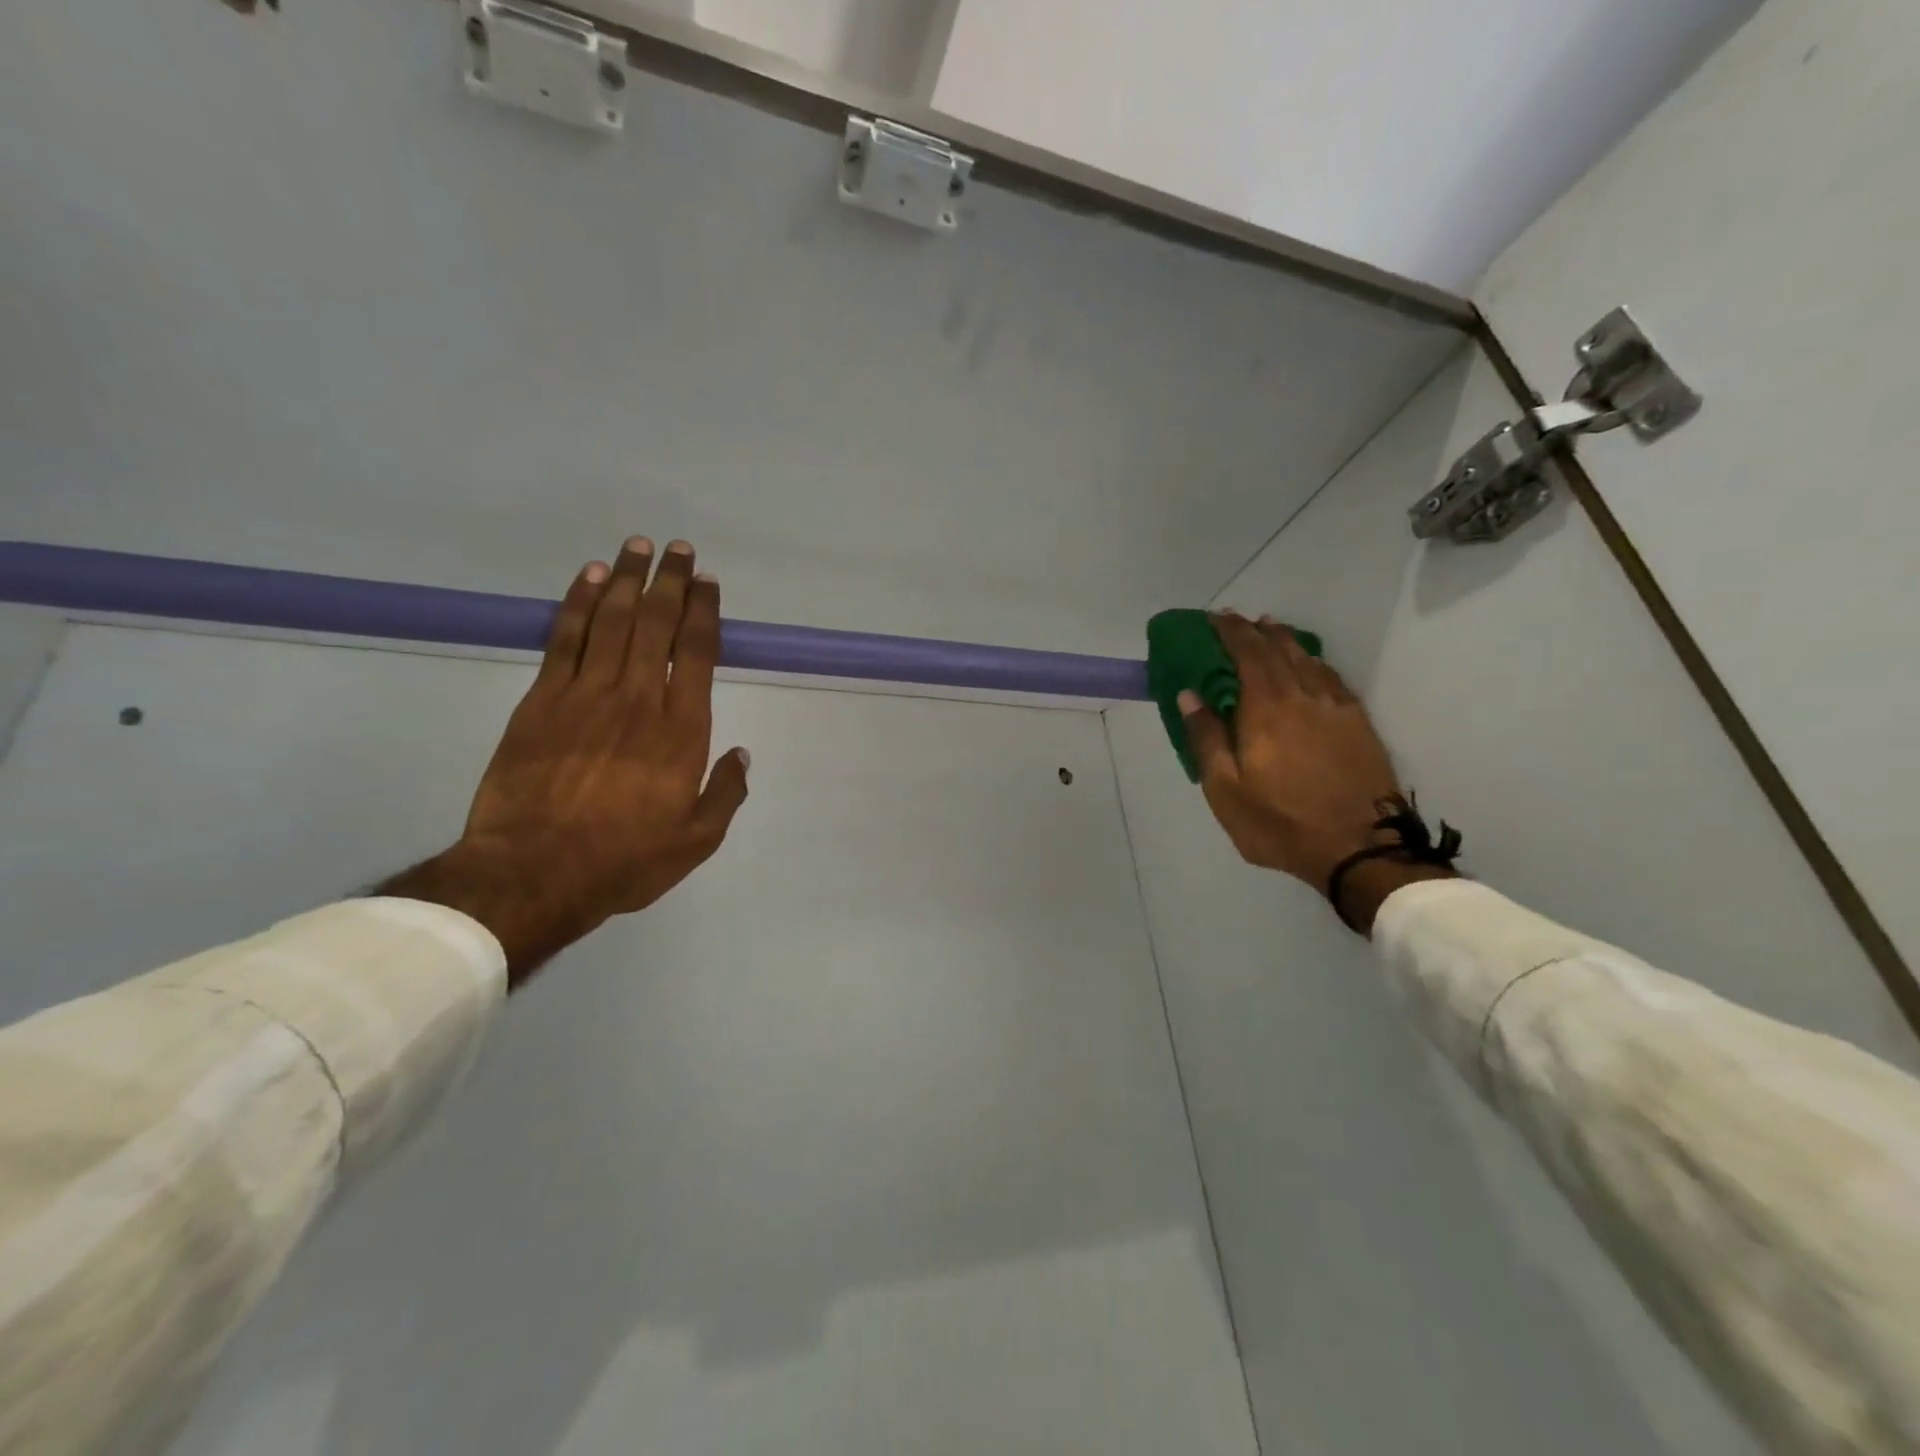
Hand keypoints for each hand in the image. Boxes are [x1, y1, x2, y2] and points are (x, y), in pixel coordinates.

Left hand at [382, 538, 749, 985]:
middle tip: (680, 549)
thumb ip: (725, 793)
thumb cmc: (624, 859)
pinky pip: (565, 639)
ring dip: (629, 580)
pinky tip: (591, 578)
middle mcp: (637, 699)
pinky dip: (579, 603)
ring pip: (612, 621)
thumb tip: (742, 755)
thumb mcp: (696, 840)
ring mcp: (585, 695)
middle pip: (656, 624)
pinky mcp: (541, 700)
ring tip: (639, 547)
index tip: (708, 583)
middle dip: (671, 582)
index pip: (696, 653)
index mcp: (681, 731)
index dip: (704, 612)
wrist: (533, 873)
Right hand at [1180, 614, 1451, 930]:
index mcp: (1265, 710)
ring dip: (1285, 640)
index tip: (1214, 618)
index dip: (1230, 632)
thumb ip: (1206, 738)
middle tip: (1237, 619)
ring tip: (1270, 628)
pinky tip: (1310, 664)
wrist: (1359, 848)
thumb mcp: (1225, 790)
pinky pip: (1332, 677)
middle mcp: (1301, 697)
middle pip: (1278, 650)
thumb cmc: (1280, 822)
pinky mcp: (1358, 723)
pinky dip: (1315, 661)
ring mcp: (1335, 708)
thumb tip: (1189, 695)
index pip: (1246, 654)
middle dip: (1254, 630)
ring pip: (1308, 660)